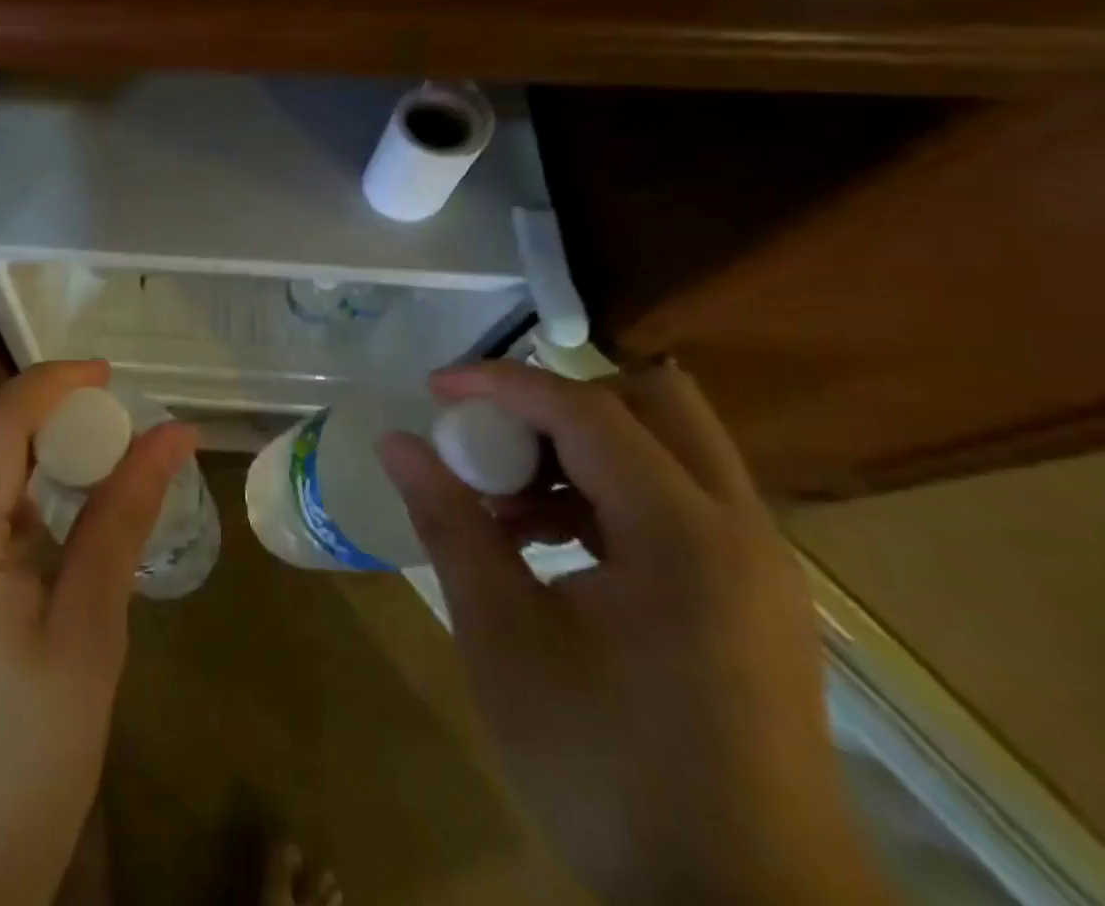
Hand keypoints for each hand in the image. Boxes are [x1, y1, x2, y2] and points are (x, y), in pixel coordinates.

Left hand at [0, 361, 194, 905]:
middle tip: (100, 458)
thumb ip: (121, 520)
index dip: (48, 385)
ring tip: (57, 546)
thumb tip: (171, 434)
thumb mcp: (87, 641)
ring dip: (5, 496)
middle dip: (37, 445)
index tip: (104, 375)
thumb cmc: (22, 778)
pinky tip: (2, 589)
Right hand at [379, 360, 895, 905]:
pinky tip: (553, 545)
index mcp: (683, 536)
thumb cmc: (608, 772)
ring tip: (509, 503)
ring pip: (668, 447)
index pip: (587, 411)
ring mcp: (758, 564)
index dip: (502, 383)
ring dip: (582, 448)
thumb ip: (449, 525)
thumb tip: (398, 444)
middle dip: (561, 401)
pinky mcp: (754, 597)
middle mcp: (739, 530)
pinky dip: (609, 490)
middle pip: (653, 402)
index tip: (435, 389)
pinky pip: (678, 498)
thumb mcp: (503, 640)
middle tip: (493, 436)